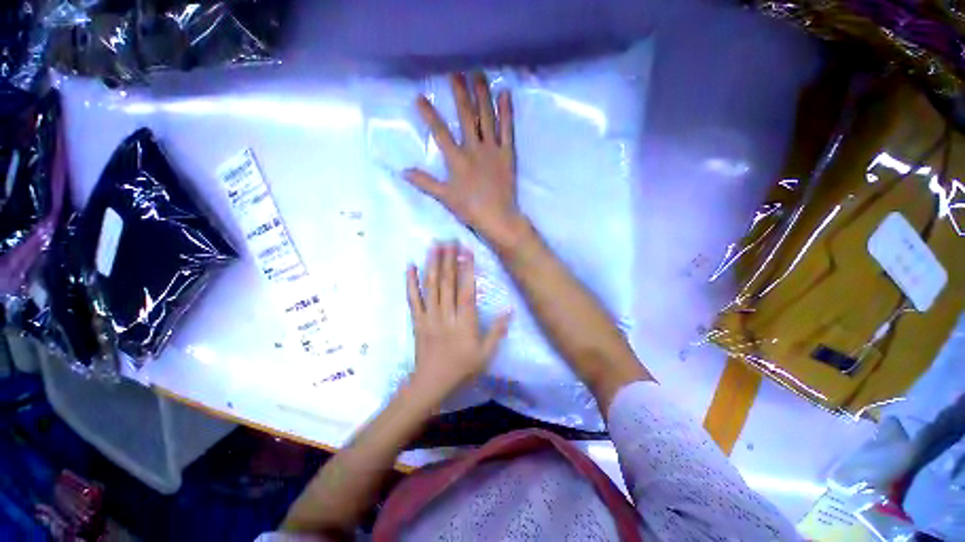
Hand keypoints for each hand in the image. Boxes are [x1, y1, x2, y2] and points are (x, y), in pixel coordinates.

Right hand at [404, 73, 529, 252]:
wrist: (497, 217)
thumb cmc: (470, 209)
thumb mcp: (444, 197)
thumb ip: (425, 182)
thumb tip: (403, 171)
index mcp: (457, 159)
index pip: (440, 132)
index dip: (429, 114)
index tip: (419, 96)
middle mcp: (474, 148)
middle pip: (466, 116)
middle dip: (460, 93)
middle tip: (456, 72)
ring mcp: (492, 149)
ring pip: (487, 117)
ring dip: (482, 95)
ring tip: (479, 74)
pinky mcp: (507, 154)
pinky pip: (507, 129)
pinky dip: (506, 112)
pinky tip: (505, 94)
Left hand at [407, 243, 510, 398]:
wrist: (432, 383)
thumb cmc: (462, 368)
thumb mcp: (486, 354)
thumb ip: (498, 331)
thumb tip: (510, 310)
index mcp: (464, 322)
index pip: (466, 290)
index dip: (467, 269)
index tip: (467, 251)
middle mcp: (446, 314)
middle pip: (447, 283)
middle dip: (449, 259)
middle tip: (449, 239)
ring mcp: (429, 316)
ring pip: (430, 286)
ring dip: (432, 264)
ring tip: (434, 245)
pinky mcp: (417, 320)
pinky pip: (413, 298)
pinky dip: (410, 282)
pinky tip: (410, 266)